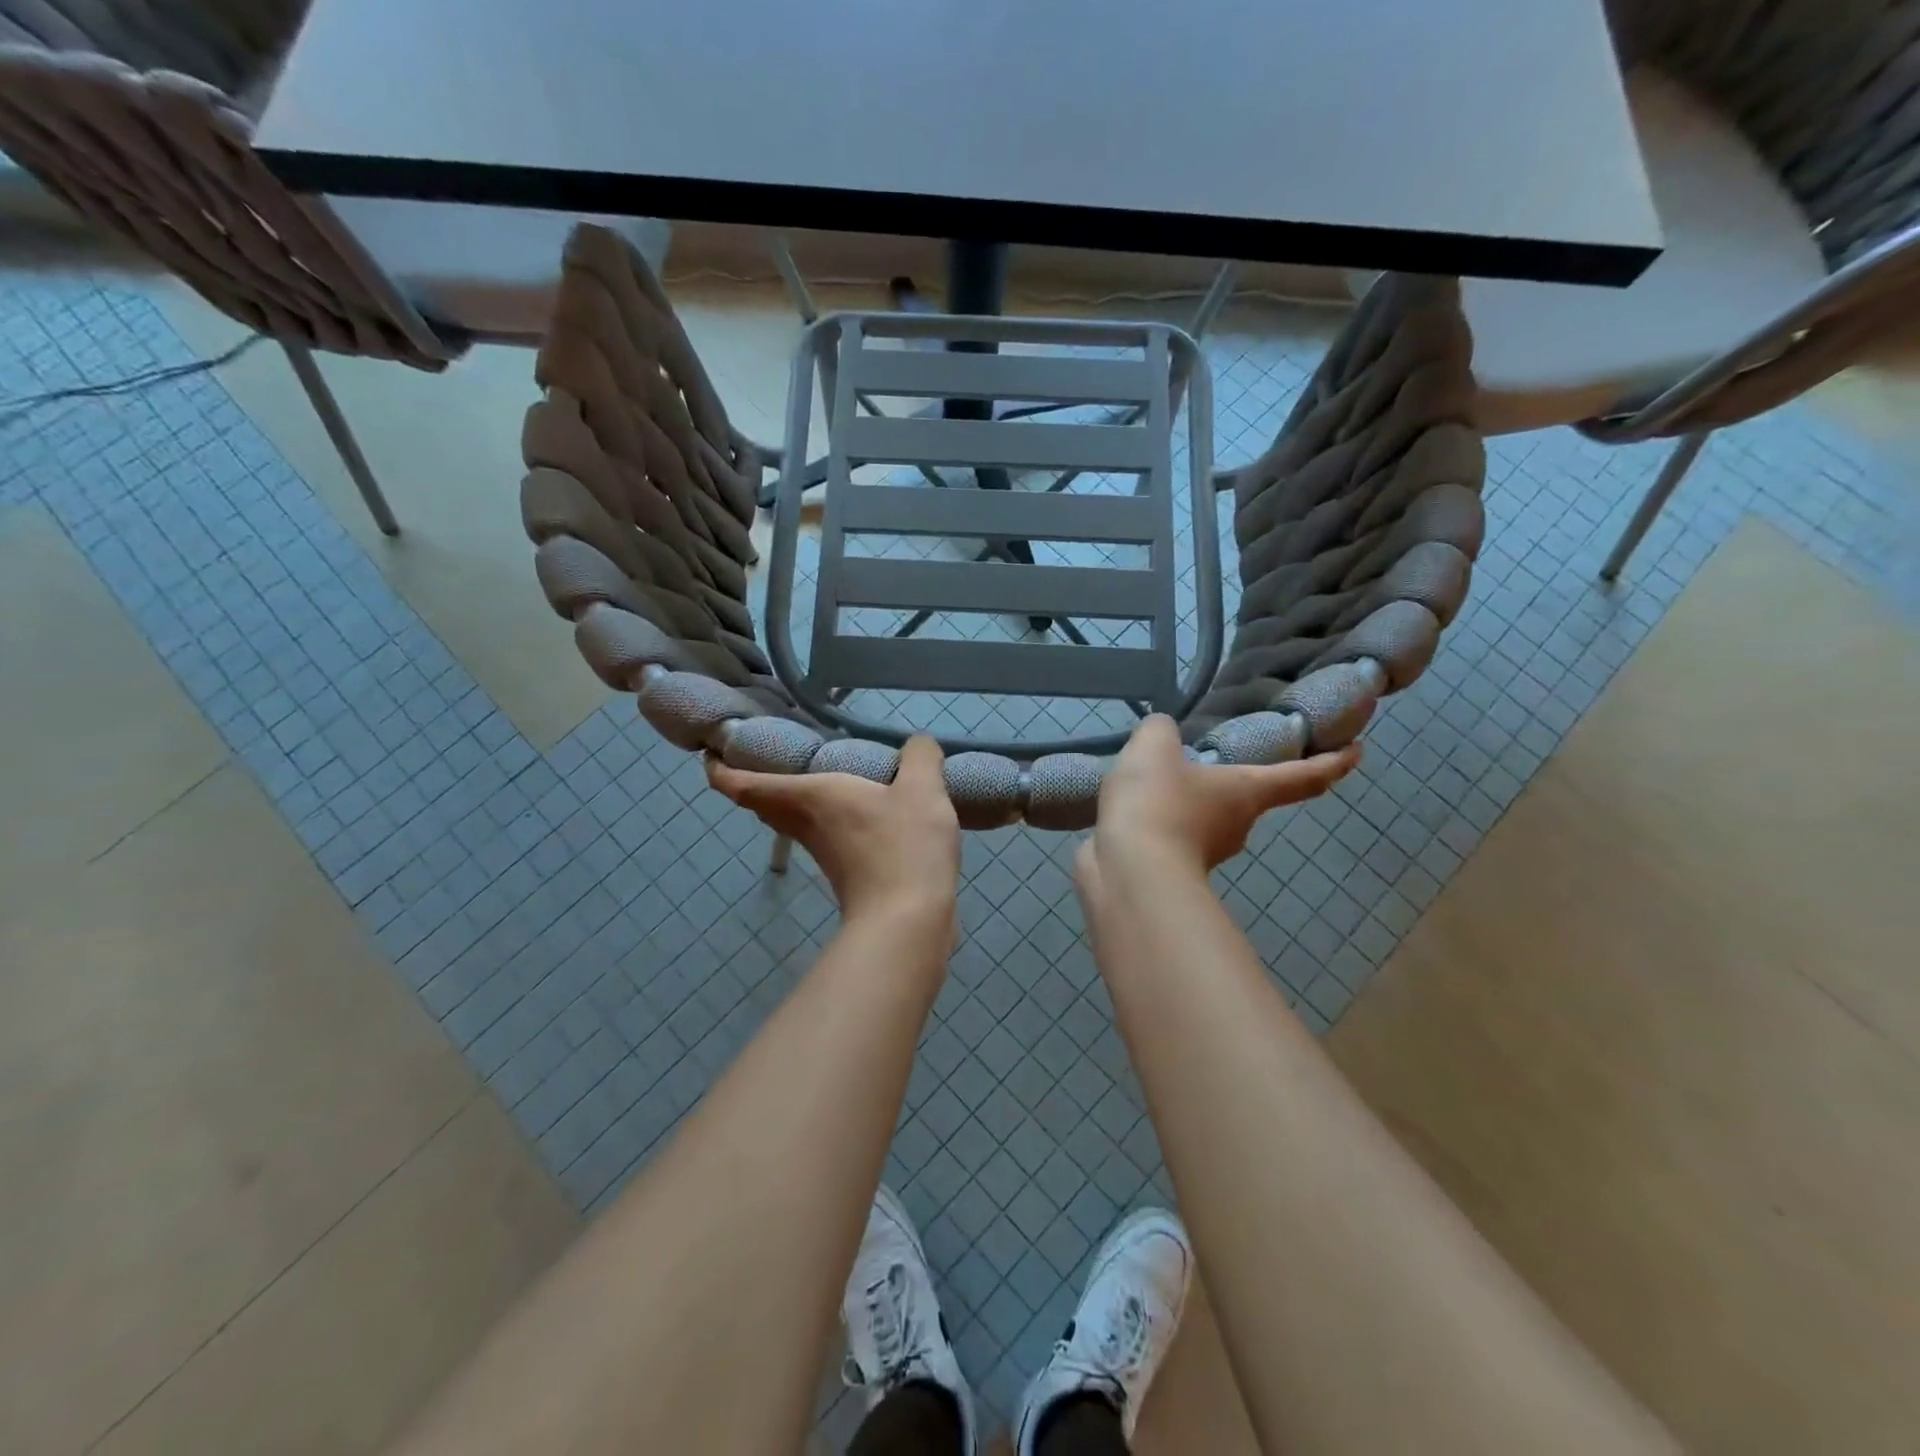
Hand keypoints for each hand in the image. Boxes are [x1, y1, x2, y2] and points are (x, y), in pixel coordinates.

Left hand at [706, 735, 960, 925]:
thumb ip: (920, 757)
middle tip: (761, 756)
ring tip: (808, 776)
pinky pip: (820, 836)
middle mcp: (807, 823)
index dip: (720, 769)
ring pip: (790, 821)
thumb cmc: (903, 846)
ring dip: (787, 801)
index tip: (710, 753)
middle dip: (752, 782)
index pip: (744, 784)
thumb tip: (916, 745)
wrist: (907, 922)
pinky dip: (821, 819)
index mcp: (810, 796)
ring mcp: (823, 852)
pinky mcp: (844, 874)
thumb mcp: (923, 789)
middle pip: (762, 804)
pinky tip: (854, 811)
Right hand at [1087, 715, 1360, 880]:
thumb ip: (1162, 730)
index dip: (1334, 762)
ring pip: (1204, 817)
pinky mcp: (1173, 868)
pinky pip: (1171, 834)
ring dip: (1186, 801)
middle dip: (1231, 779)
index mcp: (1248, 790)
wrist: (1129, 870)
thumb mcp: (1155, 746)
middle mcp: (1239, 824)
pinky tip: (1132, 809)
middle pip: (1248, 797)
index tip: (1357, 750)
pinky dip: (1158, 821)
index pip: (1304, 776)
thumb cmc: (1158, 802)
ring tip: (1152, 780)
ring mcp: (1206, 852)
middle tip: (1204, 755)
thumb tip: (1162, 733)